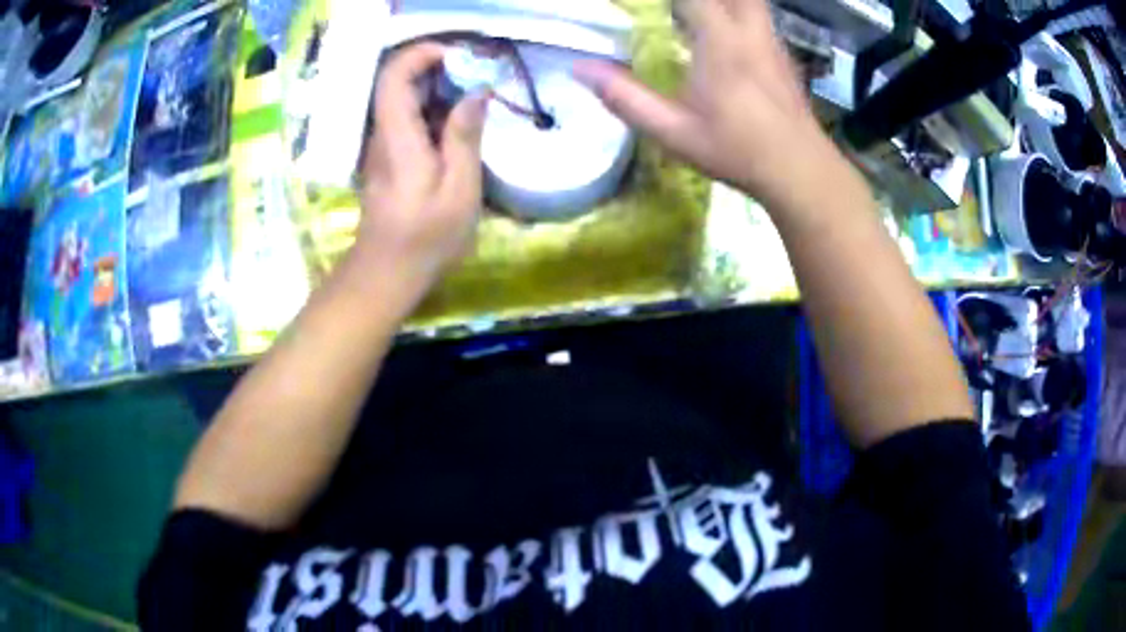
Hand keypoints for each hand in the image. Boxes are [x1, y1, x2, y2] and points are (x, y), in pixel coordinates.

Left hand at [354, 42, 490, 292]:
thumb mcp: (459, 190)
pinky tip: (460, 124)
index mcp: (398, 137)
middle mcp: (383, 134)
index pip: (394, 76)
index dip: (421, 54)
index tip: (458, 55)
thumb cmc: (426, 238)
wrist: (387, 273)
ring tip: (476, 97)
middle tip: (479, 77)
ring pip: (404, 98)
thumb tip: (476, 93)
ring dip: (439, 88)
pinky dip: (434, 109)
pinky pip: (409, 118)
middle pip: (398, 82)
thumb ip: (465, 137)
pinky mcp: (389, 156)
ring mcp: (383, 145)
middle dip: (438, 68)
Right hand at [573, 0, 855, 214]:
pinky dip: (738, 12)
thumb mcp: (673, 132)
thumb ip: (625, 98)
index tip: (643, 5)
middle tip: (676, 11)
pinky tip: (724, 34)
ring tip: (695, 17)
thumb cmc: (737, 152)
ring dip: (722, 3)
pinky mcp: (783, 55)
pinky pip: (759, 17)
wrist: (800, 170)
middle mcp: (750, 31)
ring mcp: (771, 41)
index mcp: (721, 41)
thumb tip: (580, 68)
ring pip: (750, 1)